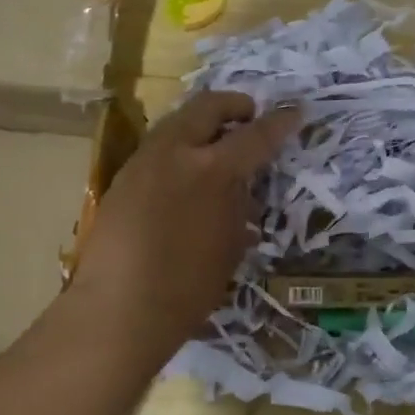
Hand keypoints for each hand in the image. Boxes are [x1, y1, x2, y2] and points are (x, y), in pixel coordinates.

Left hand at [65, 91, 300, 373]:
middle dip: (233, 105)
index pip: (255, 135)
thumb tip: (242, 189)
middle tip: (249, 115)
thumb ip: (239, 205)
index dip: (279, 123)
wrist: (120, 310)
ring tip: (218, 145)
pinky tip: (186, 176)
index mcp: (212, 170)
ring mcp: (143, 162)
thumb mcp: (231, 244)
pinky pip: (158, 148)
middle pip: (207, 107)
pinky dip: (180, 148)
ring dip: (202, 124)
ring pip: (177, 122)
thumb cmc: (189, 286)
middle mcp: (175, 153)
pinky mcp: (122, 178)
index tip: (294, 112)